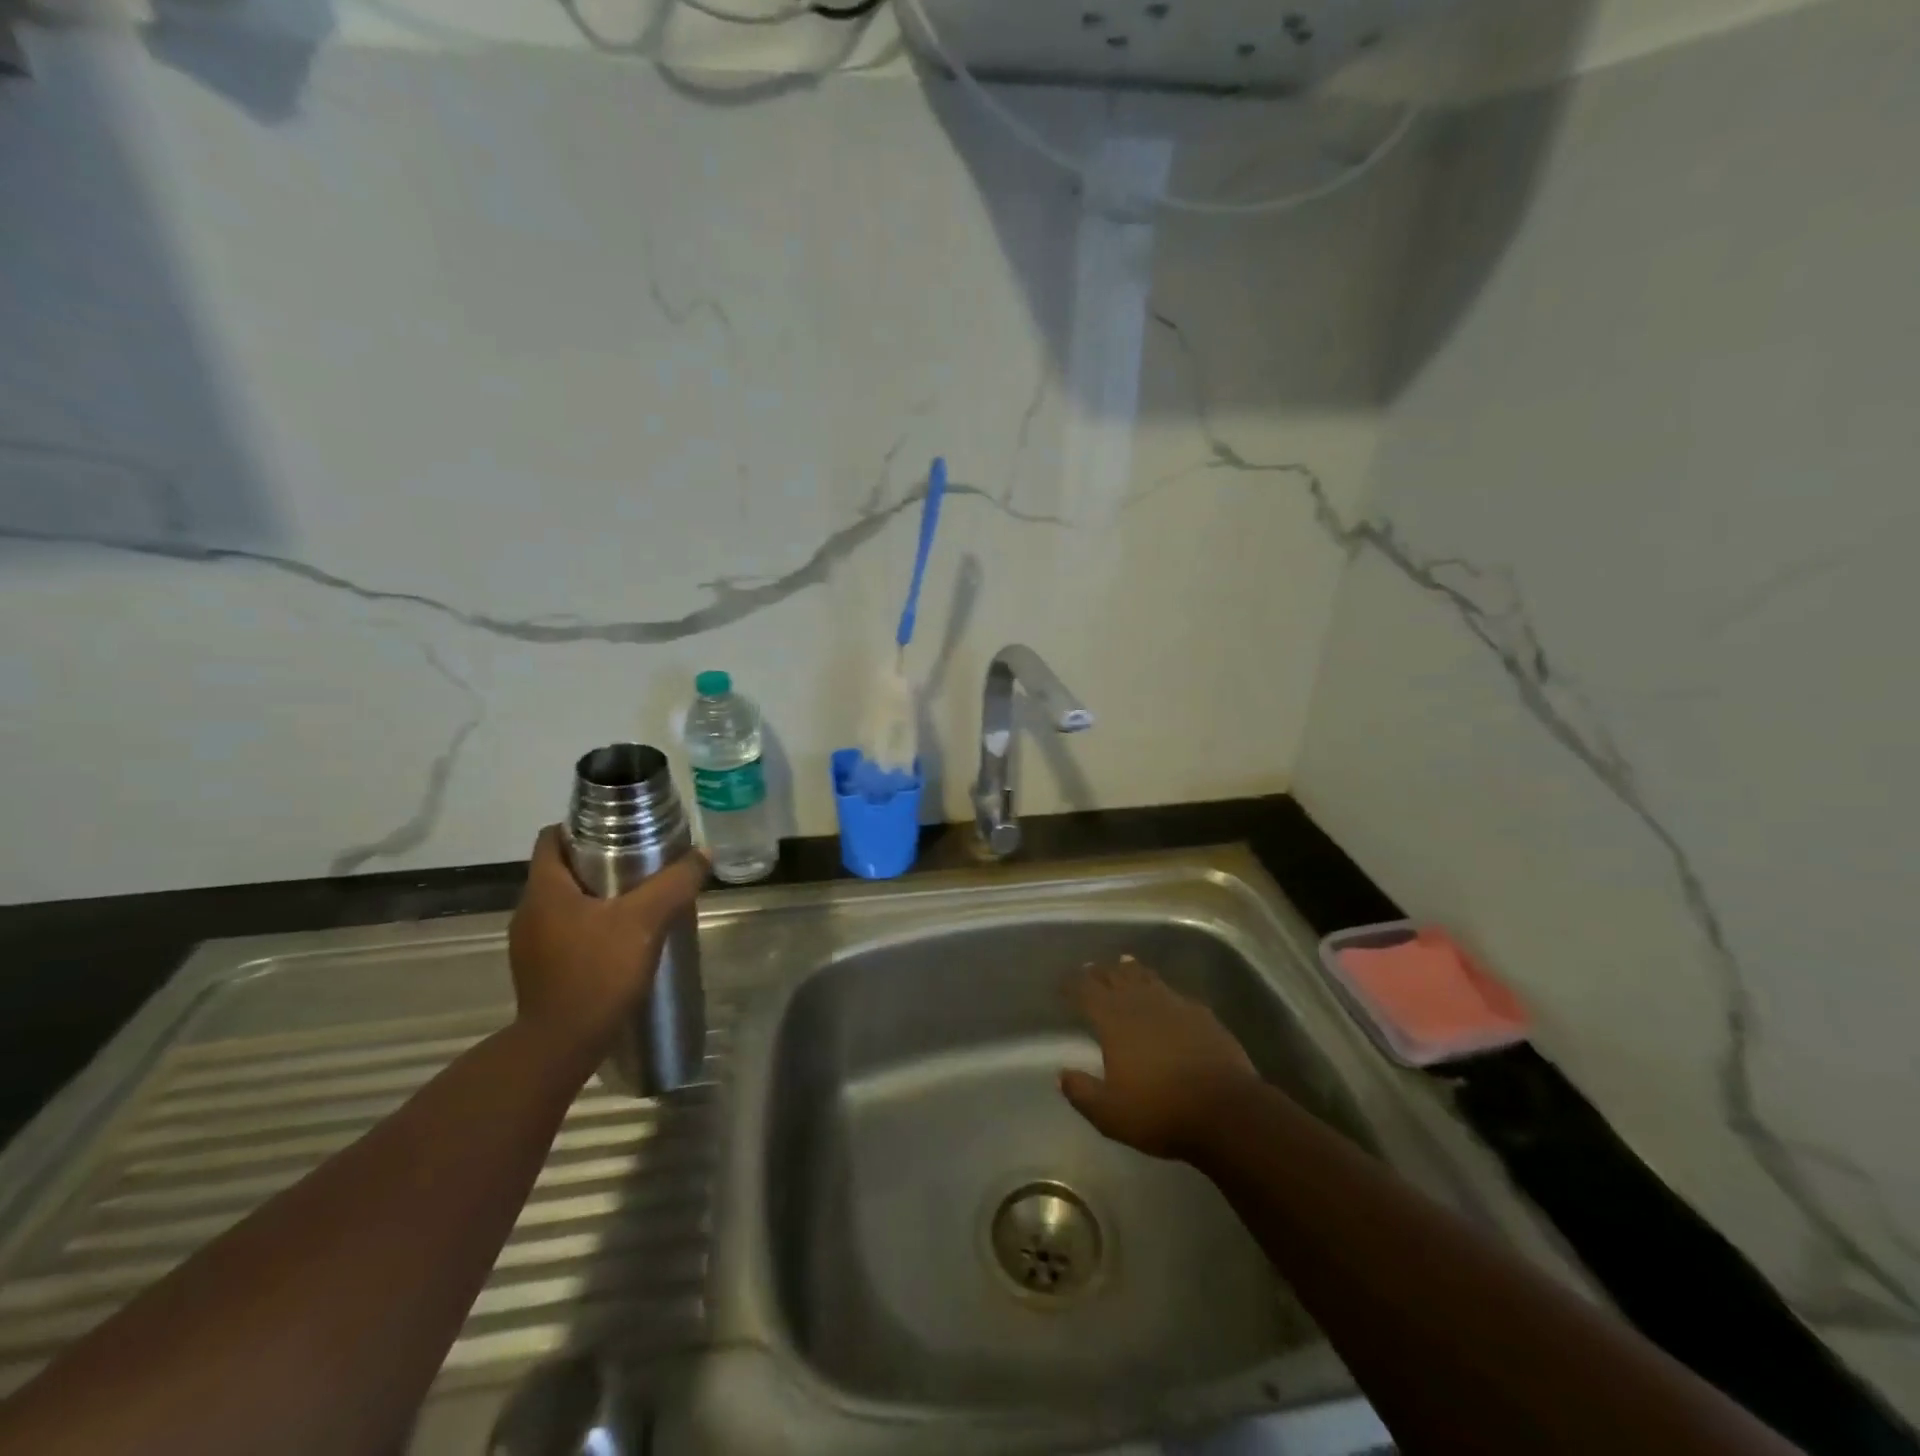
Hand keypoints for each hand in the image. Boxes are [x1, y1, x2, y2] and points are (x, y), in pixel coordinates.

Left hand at [507, 826, 708, 1068]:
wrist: (561, 1044)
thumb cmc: (598, 972)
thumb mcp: (646, 920)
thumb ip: (675, 883)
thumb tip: (703, 853)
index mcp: (545, 889)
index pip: (553, 838)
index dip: (584, 826)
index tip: (621, 829)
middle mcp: (529, 911)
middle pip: (562, 869)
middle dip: (599, 861)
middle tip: (641, 863)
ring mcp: (530, 944)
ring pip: (565, 902)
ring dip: (596, 896)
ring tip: (637, 901)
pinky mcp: (539, 969)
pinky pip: (565, 931)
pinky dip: (590, 926)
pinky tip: (620, 940)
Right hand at [1060, 957, 1262, 1160]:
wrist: (1226, 1110)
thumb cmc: (1160, 1112)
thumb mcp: (1110, 1114)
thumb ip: (1082, 1092)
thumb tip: (1061, 1074)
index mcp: (1114, 1020)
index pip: (1086, 991)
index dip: (1073, 984)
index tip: (1063, 983)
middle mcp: (1141, 1003)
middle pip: (1115, 976)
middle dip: (1100, 972)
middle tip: (1091, 968)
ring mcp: (1175, 1004)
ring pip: (1147, 977)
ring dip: (1131, 970)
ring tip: (1123, 963)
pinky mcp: (1202, 1014)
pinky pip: (1175, 993)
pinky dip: (1163, 989)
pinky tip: (1166, 996)